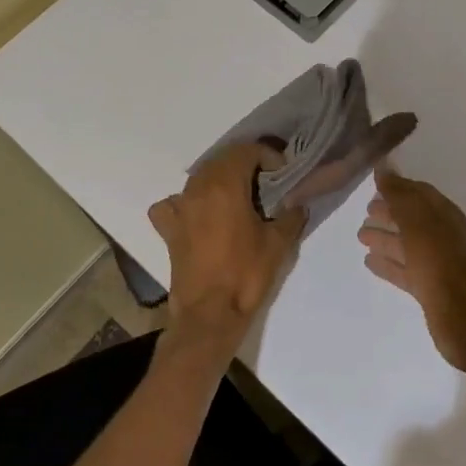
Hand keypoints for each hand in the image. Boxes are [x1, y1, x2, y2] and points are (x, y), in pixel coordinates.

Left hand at [149, 142, 304, 359]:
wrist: (209, 314)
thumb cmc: (245, 275)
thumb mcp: (279, 244)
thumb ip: (291, 216)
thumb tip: (297, 204)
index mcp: (225, 185)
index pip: (246, 151)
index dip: (268, 156)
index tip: (282, 174)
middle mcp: (198, 188)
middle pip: (222, 160)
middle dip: (246, 164)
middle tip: (266, 183)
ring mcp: (179, 207)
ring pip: (200, 177)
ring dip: (221, 180)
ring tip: (239, 198)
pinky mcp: (169, 229)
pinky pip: (174, 203)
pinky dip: (187, 202)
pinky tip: (199, 215)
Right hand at [359, 167, 465, 371]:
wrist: (463, 313)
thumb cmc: (438, 258)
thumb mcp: (416, 219)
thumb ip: (399, 193)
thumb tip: (384, 166)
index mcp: (443, 214)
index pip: (418, 193)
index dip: (397, 187)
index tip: (374, 185)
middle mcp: (442, 234)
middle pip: (412, 218)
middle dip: (390, 212)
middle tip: (365, 211)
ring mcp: (436, 262)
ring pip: (406, 244)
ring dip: (385, 238)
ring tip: (361, 235)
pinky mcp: (429, 287)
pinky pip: (404, 269)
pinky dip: (388, 263)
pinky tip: (369, 262)